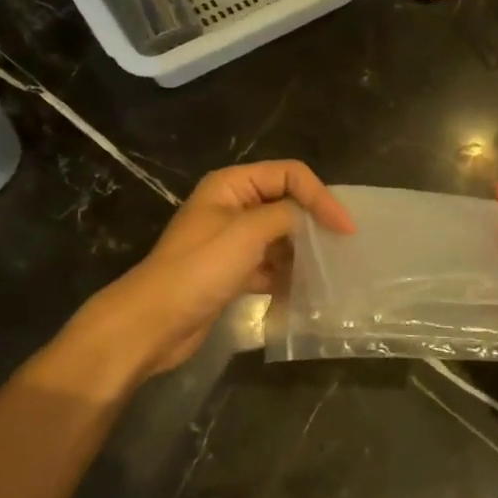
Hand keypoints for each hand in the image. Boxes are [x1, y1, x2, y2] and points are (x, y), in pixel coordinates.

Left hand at [69, 161, 353, 383]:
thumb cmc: (199, 269)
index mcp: (232, 185)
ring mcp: (231, 240)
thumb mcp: (247, 233)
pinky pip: (270, 264)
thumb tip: (312, 218)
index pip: (289, 175)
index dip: (320, 196)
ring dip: (303, 251)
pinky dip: (287, 275)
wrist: (152, 323)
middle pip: (286, 203)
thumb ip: (286, 216)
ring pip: (280, 236)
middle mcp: (233, 206)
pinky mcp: (232, 271)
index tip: (345, 228)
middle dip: (314, 223)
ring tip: (329, 271)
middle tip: (343, 248)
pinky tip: (305, 292)